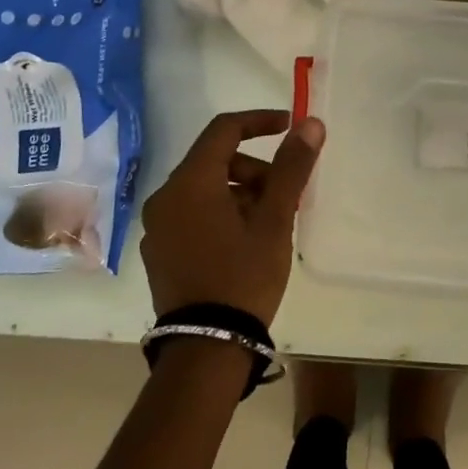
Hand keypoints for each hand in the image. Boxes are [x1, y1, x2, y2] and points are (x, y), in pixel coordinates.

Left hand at [140, 110, 324, 325]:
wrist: (206, 347)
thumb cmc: (244, 276)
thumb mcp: (275, 220)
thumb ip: (291, 167)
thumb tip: (310, 124)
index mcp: (190, 183)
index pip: (224, 130)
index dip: (260, 121)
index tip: (290, 128)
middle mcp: (165, 197)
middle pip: (214, 161)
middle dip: (254, 168)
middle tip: (286, 193)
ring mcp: (157, 227)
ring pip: (204, 189)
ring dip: (239, 192)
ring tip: (270, 222)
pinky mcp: (159, 251)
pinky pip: (192, 214)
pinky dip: (220, 212)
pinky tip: (244, 241)